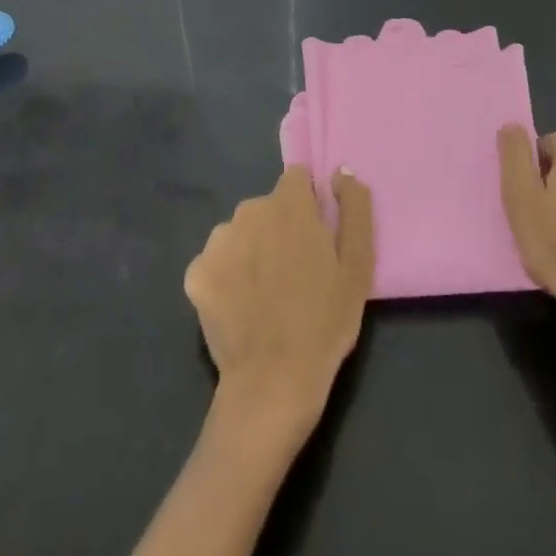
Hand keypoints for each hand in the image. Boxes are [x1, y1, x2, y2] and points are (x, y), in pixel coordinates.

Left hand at [184, 167, 373, 447]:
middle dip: (278, 229)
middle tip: (293, 274)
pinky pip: (216, 263)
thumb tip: (342, 171)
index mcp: (289, 203)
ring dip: (252, 251)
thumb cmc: (325, 321)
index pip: (297, 179)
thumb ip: (354, 207)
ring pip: (240, 233)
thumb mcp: (359, 263)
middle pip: (267, 207)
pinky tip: (239, 308)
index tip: (314, 238)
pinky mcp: (196, 273)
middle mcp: (249, 209)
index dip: (308, 205)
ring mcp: (218, 241)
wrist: (273, 384)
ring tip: (265, 295)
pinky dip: (226, 279)